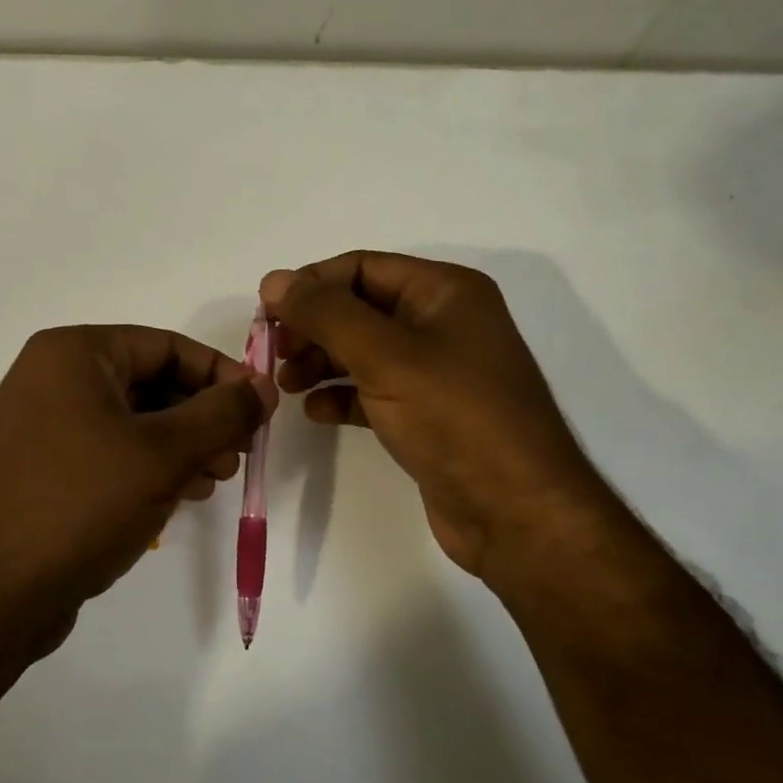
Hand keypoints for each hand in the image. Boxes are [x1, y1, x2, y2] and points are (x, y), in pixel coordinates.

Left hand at [0, 325, 276, 656]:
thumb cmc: (80, 503)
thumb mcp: (163, 454)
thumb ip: (222, 413)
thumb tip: (263, 385)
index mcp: (73, 354)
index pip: (166, 346)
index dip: (220, 375)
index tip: (259, 409)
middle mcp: (52, 378)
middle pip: (151, 382)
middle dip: (202, 417)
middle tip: (239, 453)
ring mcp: (43, 425)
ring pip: (134, 421)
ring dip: (182, 446)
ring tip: (216, 479)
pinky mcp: (44, 469)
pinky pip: (110, 452)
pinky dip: (150, 467)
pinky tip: (182, 496)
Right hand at [260, 251, 605, 582]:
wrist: (516, 514)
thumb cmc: (455, 418)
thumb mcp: (385, 356)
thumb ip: (325, 314)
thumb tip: (274, 279)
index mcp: (445, 292)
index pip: (362, 267)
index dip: (311, 284)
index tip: (266, 313)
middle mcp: (443, 322)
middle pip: (360, 308)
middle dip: (313, 326)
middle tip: (274, 352)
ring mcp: (437, 370)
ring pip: (363, 350)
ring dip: (321, 361)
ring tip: (286, 383)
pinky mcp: (428, 414)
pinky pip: (374, 390)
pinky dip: (342, 395)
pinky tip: (315, 411)